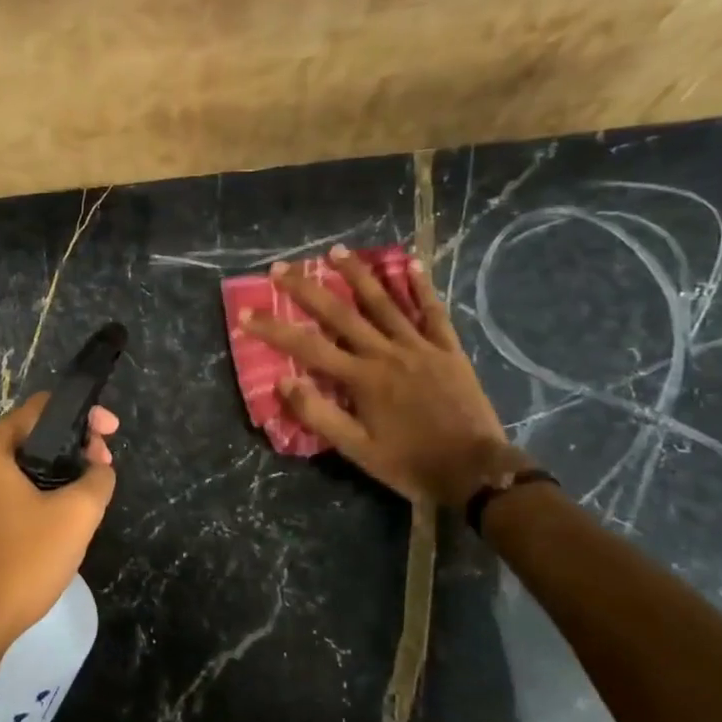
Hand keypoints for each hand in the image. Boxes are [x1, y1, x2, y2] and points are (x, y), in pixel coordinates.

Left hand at [0, 392, 119, 663]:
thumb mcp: (77, 515)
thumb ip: (98, 478)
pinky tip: (58, 519)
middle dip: (73, 447)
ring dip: (57, 473)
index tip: (112, 435)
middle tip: (103, 470)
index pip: (43, 408)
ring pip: (22, 467)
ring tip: (88, 495)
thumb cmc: (22, 560)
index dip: (84, 416)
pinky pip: (9, 492)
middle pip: (33, 436)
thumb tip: (98, 469)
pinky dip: (37, 494)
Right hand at [239, 247, 515, 506]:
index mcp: (361, 379)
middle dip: (307, 289)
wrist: (474, 470)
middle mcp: (386, 353)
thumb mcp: (357, 450)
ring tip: (334, 251)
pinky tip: (410, 263)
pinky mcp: (448, 349)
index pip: (307, 347)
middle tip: (281, 267)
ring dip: (357, 274)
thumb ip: (319, 415)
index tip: (247, 312)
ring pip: (384, 302)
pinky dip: (421, 286)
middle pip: (340, 313)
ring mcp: (420, 347)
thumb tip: (283, 383)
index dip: (274, 329)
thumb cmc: (410, 463)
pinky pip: (432, 311)